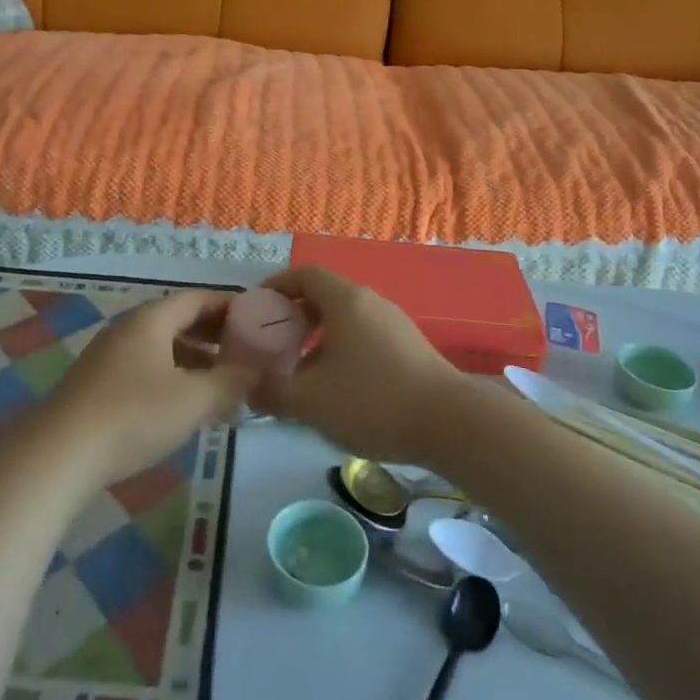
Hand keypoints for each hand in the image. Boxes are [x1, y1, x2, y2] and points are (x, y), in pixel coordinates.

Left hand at [42, 291, 255, 485]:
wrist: (59, 456)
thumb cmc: (134, 416)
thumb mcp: (194, 400)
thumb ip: (232, 381)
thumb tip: (258, 370)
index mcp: (151, 319)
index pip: (198, 298)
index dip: (231, 306)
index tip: (259, 319)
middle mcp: (128, 328)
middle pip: (179, 319)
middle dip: (214, 333)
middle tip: (247, 350)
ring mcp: (108, 356)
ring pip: (161, 346)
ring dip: (194, 357)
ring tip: (222, 380)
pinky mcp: (96, 384)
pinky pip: (145, 367)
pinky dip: (172, 375)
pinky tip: (184, 403)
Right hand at [253, 266, 473, 466]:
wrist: (450, 424)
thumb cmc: (373, 401)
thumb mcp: (311, 401)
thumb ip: (273, 392)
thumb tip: (249, 387)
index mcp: (345, 301)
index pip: (304, 274)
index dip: (276, 286)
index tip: (256, 308)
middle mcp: (371, 302)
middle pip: (324, 296)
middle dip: (294, 317)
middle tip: (273, 344)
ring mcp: (394, 324)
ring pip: (345, 320)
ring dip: (318, 338)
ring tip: (300, 371)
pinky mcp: (410, 348)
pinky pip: (364, 337)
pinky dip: (342, 351)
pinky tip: (337, 389)